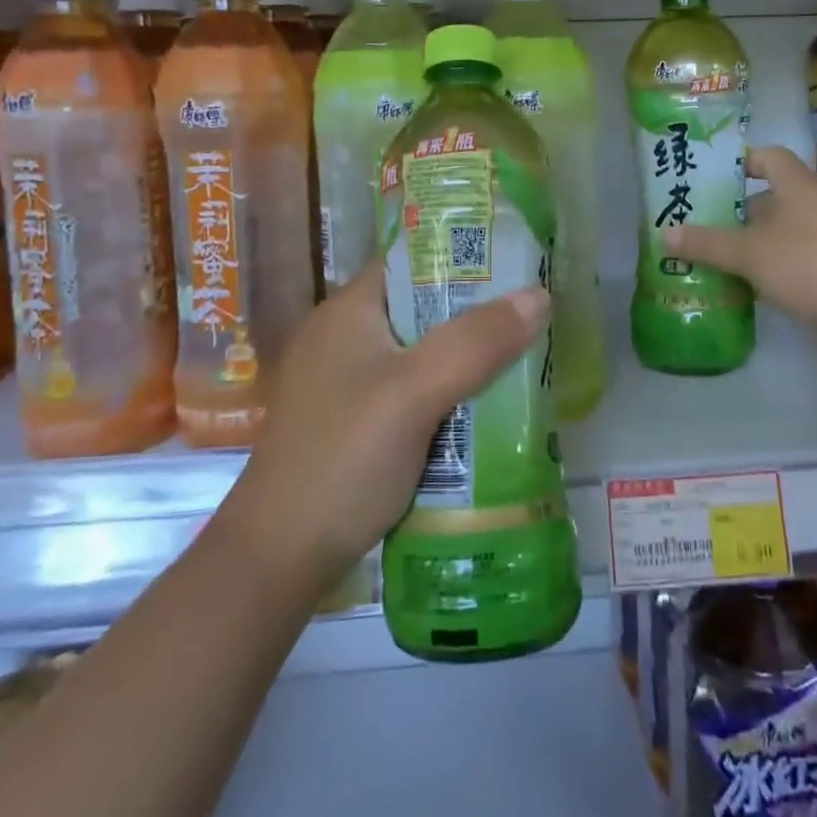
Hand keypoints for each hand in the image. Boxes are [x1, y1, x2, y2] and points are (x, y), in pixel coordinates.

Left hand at [228, 263, 549, 595]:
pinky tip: (483, 410)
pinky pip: (412, 391)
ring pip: (421, 353)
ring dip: (466, 358)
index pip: (413, 260)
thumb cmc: (343, 459)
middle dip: (477, 314)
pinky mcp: (352, 423)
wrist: (277, 560)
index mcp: (348, 310)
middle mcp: (343, 336)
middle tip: (534, 318)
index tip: (520, 263)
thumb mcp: (414, 393)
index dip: (465, 256)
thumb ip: (476, 342)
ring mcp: (345, 383)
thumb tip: (539, 294)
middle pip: (423, 307)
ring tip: (523, 360)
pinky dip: (447, 394)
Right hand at [662, 145, 816, 330]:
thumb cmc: (811, 264)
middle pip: (771, 198)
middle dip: (736, 212)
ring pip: (783, 232)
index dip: (738, 162)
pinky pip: (797, 259)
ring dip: (753, 245)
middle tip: (699, 226)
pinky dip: (773, 268)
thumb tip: (664, 233)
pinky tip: (750, 288)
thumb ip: (707, 243)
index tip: (708, 179)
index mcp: (797, 185)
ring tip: (716, 259)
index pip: (766, 157)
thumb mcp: (749, 253)